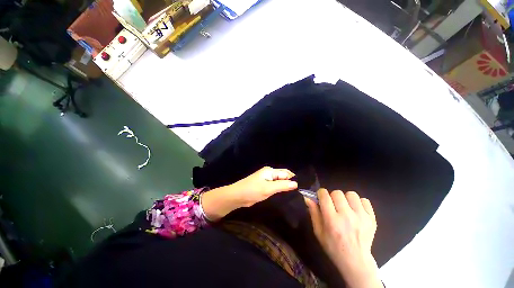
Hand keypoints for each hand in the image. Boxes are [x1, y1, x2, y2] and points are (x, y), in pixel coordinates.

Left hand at [201, 167, 297, 220]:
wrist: (237, 196)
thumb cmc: (252, 191)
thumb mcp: (268, 188)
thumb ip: (282, 186)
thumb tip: (295, 183)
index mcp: (270, 171)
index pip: (286, 173)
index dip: (293, 180)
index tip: (300, 189)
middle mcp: (269, 173)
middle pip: (283, 177)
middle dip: (289, 183)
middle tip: (298, 194)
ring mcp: (266, 180)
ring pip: (279, 182)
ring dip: (284, 187)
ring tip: (293, 196)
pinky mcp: (264, 186)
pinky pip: (274, 187)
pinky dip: (279, 190)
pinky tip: (284, 196)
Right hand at [304, 189, 382, 287]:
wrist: (356, 261)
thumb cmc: (333, 247)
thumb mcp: (318, 231)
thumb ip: (313, 212)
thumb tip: (308, 197)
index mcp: (332, 220)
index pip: (324, 195)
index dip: (321, 193)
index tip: (321, 198)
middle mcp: (347, 216)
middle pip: (337, 193)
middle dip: (332, 196)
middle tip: (333, 205)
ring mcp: (361, 217)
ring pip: (351, 194)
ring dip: (346, 199)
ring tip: (345, 208)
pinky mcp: (372, 219)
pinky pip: (365, 200)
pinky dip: (359, 203)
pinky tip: (356, 211)